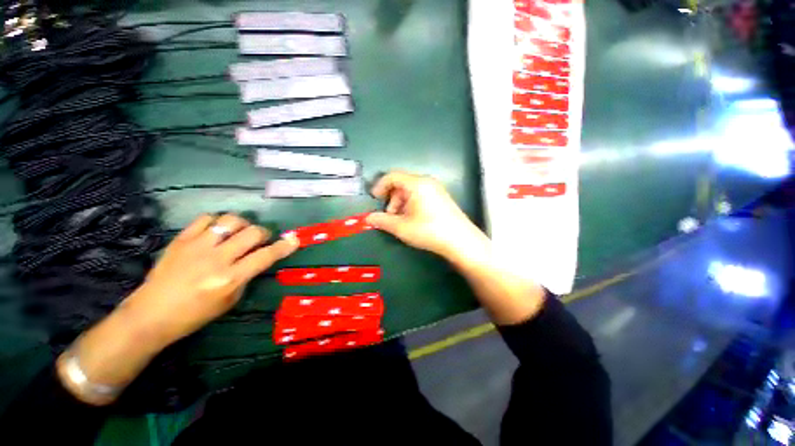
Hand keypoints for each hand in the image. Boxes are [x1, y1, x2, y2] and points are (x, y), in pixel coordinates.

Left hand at [123, 213, 298, 346]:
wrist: (150, 315)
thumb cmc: (194, 314)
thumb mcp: (230, 300)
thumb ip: (247, 276)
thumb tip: (258, 258)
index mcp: (230, 279)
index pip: (266, 256)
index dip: (284, 246)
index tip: (294, 239)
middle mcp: (216, 259)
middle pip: (252, 232)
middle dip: (263, 234)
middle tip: (259, 240)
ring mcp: (197, 246)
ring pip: (231, 220)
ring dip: (242, 225)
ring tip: (239, 233)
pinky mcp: (181, 239)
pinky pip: (206, 218)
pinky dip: (217, 222)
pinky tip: (216, 231)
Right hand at [366, 171, 486, 260]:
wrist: (461, 241)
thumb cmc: (429, 231)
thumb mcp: (402, 227)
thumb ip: (382, 221)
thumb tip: (368, 219)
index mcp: (417, 184)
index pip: (392, 176)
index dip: (380, 186)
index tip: (374, 199)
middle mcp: (427, 182)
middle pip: (401, 183)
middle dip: (391, 198)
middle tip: (389, 215)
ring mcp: (436, 189)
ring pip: (410, 190)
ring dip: (401, 203)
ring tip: (401, 220)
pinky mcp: (441, 197)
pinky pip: (420, 194)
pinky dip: (411, 203)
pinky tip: (413, 218)